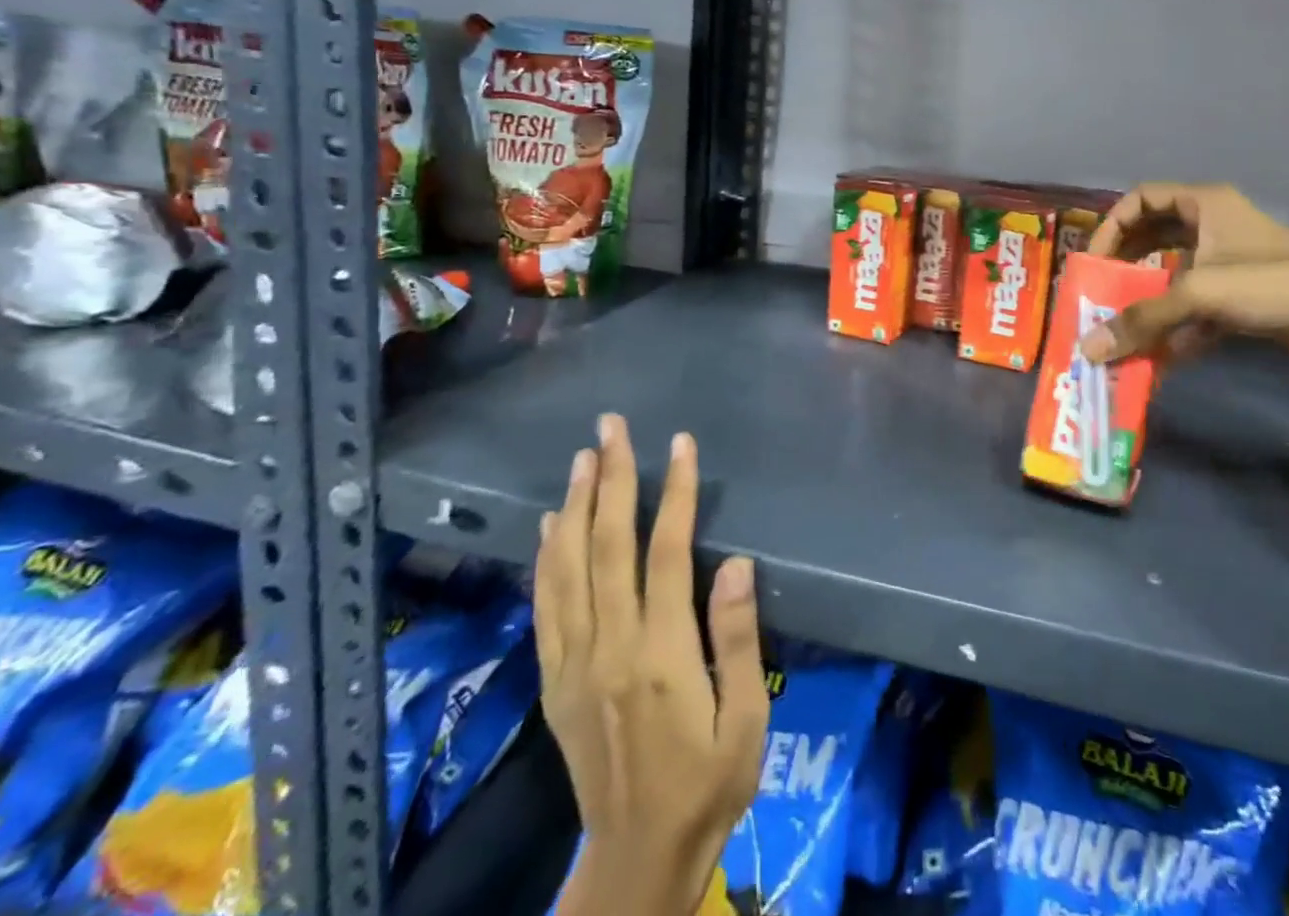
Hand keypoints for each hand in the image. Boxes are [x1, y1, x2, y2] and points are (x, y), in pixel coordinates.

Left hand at [535, 415, 768, 915]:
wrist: (637, 859)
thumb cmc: (708, 783)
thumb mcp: (743, 720)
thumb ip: (736, 638)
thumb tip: (734, 562)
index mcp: (661, 653)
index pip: (665, 553)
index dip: (674, 493)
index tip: (680, 445)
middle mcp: (609, 648)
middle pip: (607, 547)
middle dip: (612, 480)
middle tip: (611, 428)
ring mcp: (574, 664)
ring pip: (568, 569)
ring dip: (576, 507)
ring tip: (583, 458)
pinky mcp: (556, 682)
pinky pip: (545, 608)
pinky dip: (546, 559)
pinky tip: (551, 524)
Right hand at [1082, 183, 1288, 379]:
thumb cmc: (1274, 284)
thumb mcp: (1200, 292)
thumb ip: (1141, 319)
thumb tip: (1087, 349)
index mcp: (1204, 204)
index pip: (1140, 199)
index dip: (1111, 225)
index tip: (1094, 262)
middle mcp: (1213, 228)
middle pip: (1152, 239)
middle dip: (1124, 268)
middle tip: (1099, 295)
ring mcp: (1228, 266)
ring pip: (1172, 279)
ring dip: (1147, 305)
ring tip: (1120, 331)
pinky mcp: (1242, 302)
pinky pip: (1195, 311)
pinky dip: (1176, 331)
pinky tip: (1159, 357)